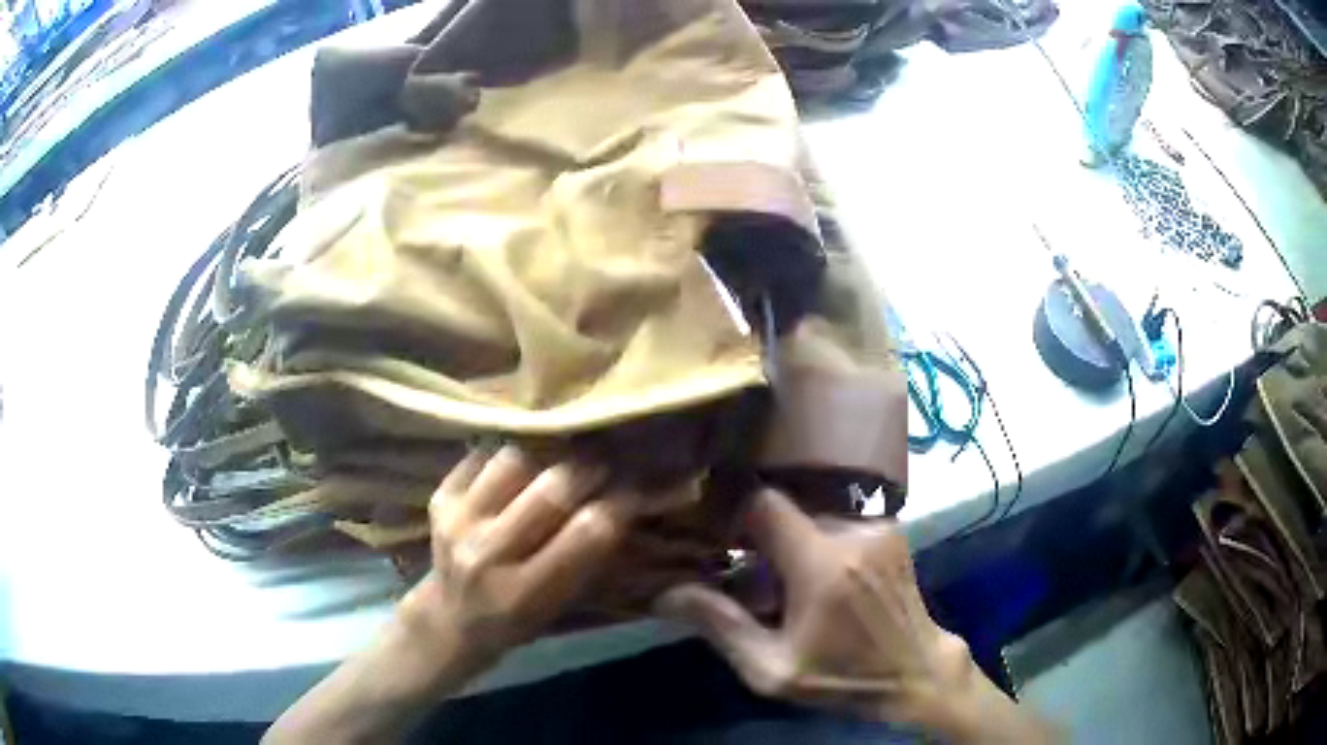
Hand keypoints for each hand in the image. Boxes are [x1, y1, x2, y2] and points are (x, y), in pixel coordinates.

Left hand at [266, 446, 642, 744]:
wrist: (449, 620)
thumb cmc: (519, 621)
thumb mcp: (562, 606)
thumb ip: (593, 558)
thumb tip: (635, 501)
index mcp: (526, 592)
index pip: (588, 532)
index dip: (622, 502)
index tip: (640, 486)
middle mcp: (488, 555)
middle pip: (552, 489)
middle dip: (591, 468)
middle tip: (606, 460)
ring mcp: (457, 522)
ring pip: (515, 459)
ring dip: (548, 453)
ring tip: (563, 454)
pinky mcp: (439, 499)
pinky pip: (482, 455)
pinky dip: (510, 453)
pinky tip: (524, 460)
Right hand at [657, 488, 1056, 742]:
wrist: (915, 672)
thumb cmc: (841, 677)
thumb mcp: (771, 670)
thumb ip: (719, 626)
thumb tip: (664, 593)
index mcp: (822, 563)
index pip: (762, 502)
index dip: (731, 513)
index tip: (714, 539)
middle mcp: (853, 530)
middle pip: (785, 509)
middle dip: (759, 537)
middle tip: (747, 576)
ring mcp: (877, 526)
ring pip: (810, 513)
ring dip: (789, 542)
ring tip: (785, 585)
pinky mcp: (890, 528)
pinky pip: (837, 520)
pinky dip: (816, 542)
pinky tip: (817, 580)